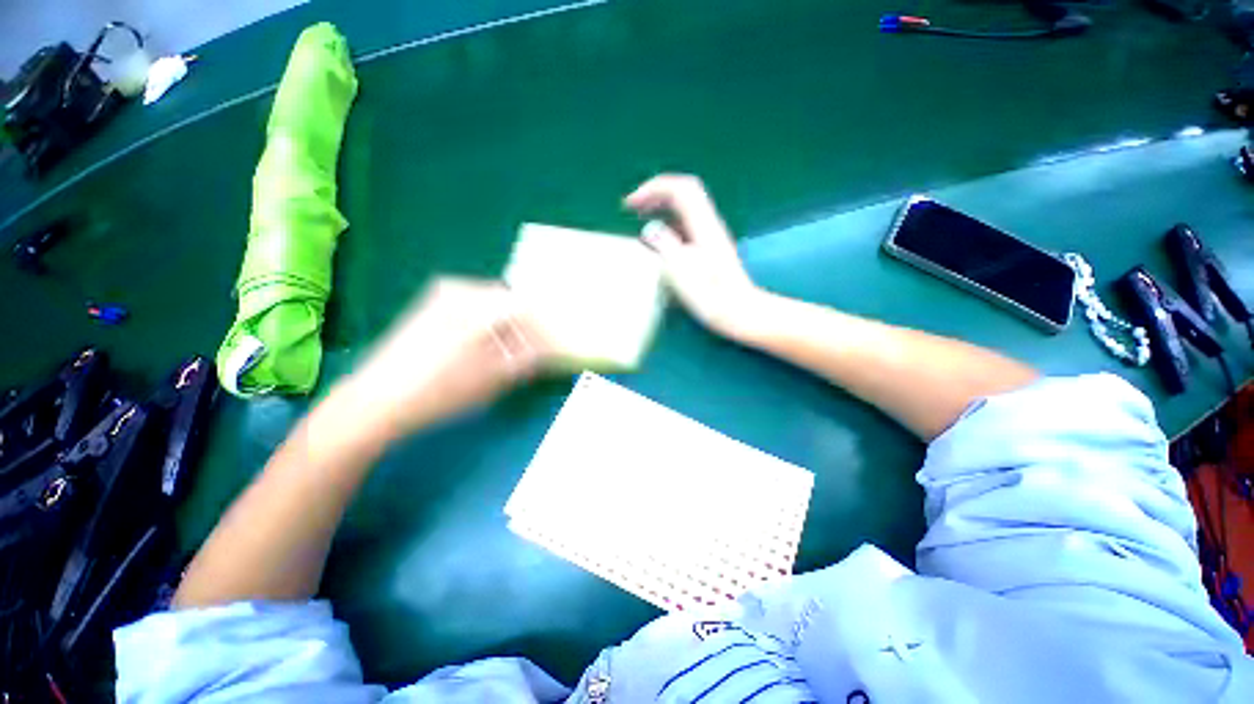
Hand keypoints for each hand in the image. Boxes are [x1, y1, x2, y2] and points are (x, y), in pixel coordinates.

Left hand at [345, 277, 550, 435]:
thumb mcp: (494, 377)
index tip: (553, 347)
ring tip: (513, 352)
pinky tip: (488, 346)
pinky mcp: (431, 306)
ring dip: (508, 326)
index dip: (544, 329)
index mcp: (480, 305)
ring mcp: (444, 295)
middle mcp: (463, 290)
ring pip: (492, 305)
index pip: (527, 309)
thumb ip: (528, 358)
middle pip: (510, 303)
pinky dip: (489, 324)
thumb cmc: (440, 390)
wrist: (376, 400)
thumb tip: (550, 348)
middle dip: (526, 327)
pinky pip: (474, 308)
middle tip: (534, 351)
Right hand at [625, 174, 761, 338]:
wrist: (738, 312)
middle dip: (656, 194)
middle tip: (633, 207)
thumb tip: (650, 230)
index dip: (653, 188)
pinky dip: (668, 224)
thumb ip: (665, 245)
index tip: (631, 204)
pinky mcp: (709, 249)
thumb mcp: (683, 272)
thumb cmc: (710, 296)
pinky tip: (659, 241)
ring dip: (661, 207)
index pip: (680, 189)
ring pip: (684, 209)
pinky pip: (685, 226)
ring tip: (641, 218)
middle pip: (684, 193)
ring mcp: (710, 236)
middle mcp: (708, 225)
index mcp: (703, 226)